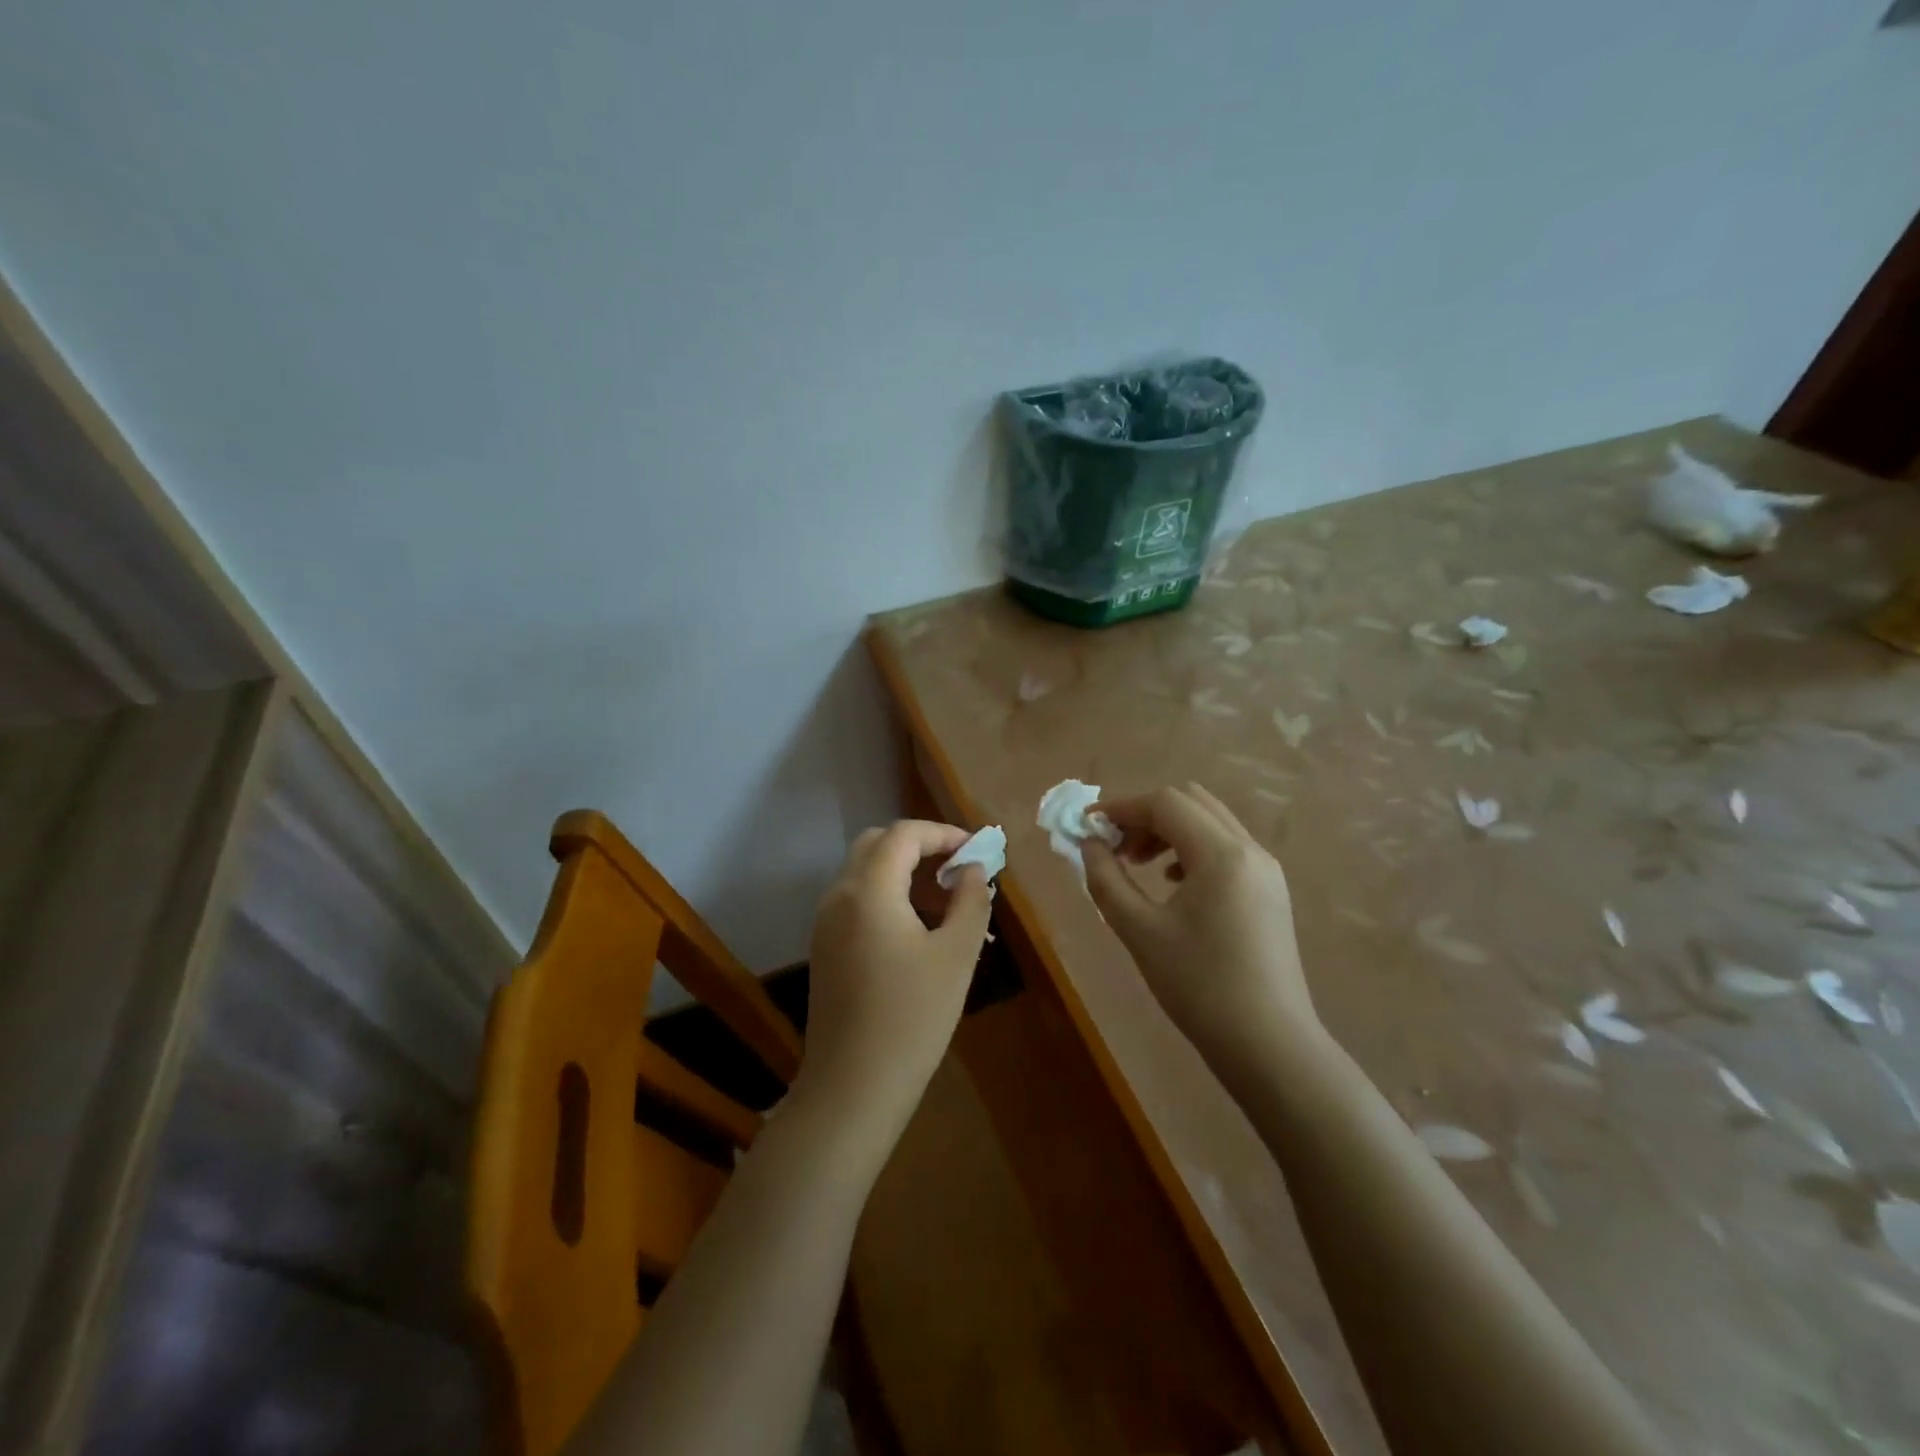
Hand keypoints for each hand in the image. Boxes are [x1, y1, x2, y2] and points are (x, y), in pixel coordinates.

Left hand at [796, 821, 991, 1131]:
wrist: (852, 1088)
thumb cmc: (912, 1018)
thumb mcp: (956, 956)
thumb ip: (971, 901)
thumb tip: (973, 869)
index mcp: (868, 890)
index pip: (904, 834)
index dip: (944, 834)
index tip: (978, 852)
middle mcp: (839, 895)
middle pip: (878, 844)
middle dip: (921, 848)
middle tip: (959, 871)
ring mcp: (826, 922)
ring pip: (865, 872)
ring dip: (905, 873)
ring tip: (948, 905)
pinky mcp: (825, 946)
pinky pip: (857, 900)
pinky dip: (888, 896)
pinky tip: (920, 931)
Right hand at [1083, 783, 1319, 1064]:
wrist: (1268, 1044)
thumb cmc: (1198, 986)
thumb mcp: (1139, 931)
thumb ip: (1106, 880)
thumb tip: (1089, 845)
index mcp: (1221, 854)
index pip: (1165, 803)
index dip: (1121, 807)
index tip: (1088, 827)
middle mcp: (1249, 849)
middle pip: (1190, 802)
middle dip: (1146, 815)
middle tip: (1115, 847)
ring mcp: (1266, 869)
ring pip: (1210, 822)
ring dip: (1169, 830)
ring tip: (1138, 865)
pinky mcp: (1270, 890)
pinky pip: (1226, 847)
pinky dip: (1192, 849)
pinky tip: (1172, 884)